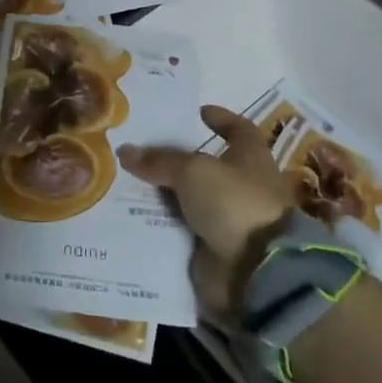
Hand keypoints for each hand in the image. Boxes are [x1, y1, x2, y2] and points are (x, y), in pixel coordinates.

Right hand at [119, 106, 295, 313]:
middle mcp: (243, 184)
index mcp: (250, 156)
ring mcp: (229, 216)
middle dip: (177, 157)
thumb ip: (159, 160)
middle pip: (207, 164)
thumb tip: (125, 150)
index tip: (197, 112)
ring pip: (190, 197)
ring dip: (165, 191)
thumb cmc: (234, 203)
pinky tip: (133, 213)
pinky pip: (182, 227)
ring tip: (127, 179)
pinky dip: (162, 222)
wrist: (256, 270)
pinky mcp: (214, 245)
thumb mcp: (193, 171)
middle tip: (142, 146)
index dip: (220, 118)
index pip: (237, 128)